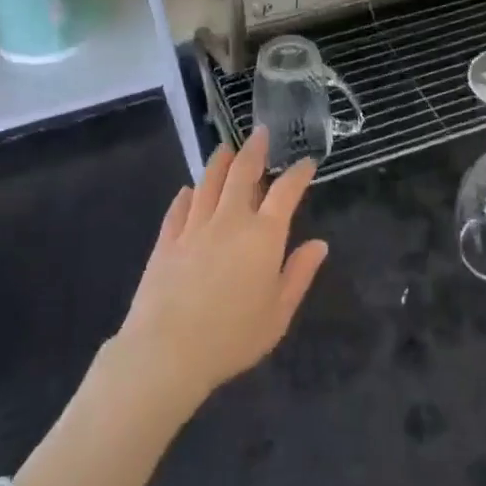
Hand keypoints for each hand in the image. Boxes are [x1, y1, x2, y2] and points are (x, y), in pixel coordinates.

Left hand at [112, 129, 328, 412]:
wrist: (167, 351)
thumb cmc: (232, 337)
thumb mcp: (278, 312)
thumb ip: (299, 274)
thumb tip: (319, 244)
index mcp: (263, 235)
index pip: (286, 192)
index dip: (298, 173)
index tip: (306, 162)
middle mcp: (230, 220)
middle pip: (242, 173)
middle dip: (254, 150)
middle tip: (260, 133)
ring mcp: (194, 227)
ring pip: (208, 182)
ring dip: (220, 162)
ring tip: (226, 148)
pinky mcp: (166, 241)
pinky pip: (178, 209)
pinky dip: (187, 195)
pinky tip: (189, 190)